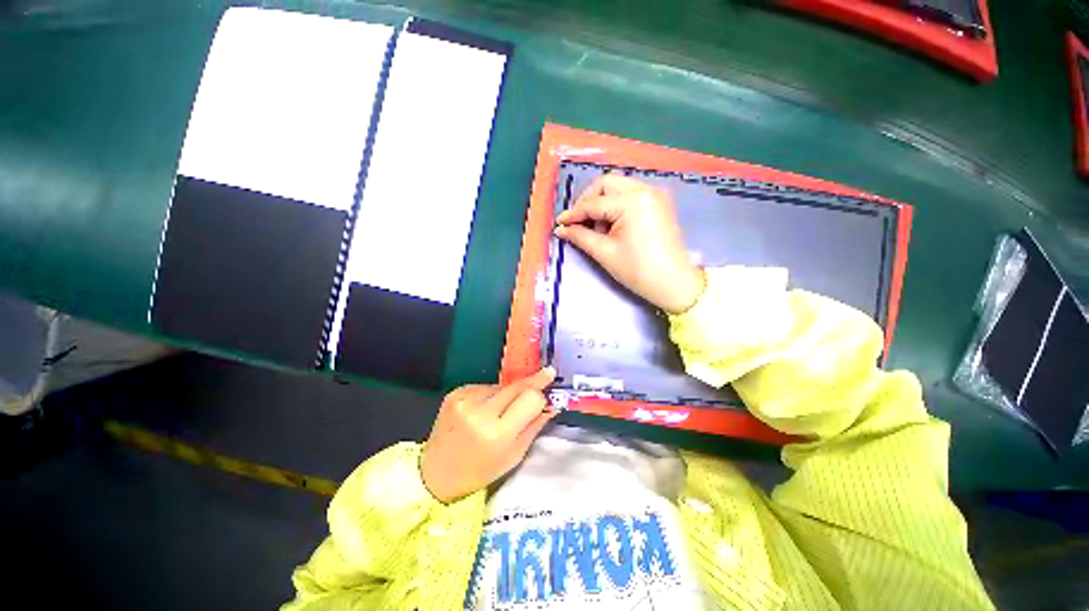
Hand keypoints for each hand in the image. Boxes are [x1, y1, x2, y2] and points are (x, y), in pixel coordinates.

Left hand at [420, 367, 556, 502]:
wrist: (435, 473)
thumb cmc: (480, 470)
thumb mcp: (514, 455)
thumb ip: (535, 425)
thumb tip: (552, 402)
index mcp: (497, 433)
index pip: (530, 398)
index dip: (541, 392)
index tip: (550, 380)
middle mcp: (480, 411)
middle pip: (517, 385)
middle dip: (533, 382)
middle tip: (547, 374)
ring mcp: (465, 399)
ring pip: (502, 385)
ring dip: (509, 393)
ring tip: (502, 410)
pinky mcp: (456, 392)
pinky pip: (486, 386)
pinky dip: (492, 395)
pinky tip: (485, 409)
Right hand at [554, 173, 704, 314]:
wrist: (673, 283)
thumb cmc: (638, 270)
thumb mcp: (604, 252)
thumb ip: (580, 236)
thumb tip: (561, 229)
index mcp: (632, 201)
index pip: (594, 203)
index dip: (574, 213)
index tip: (560, 223)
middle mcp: (645, 189)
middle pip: (606, 184)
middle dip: (588, 202)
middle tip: (578, 223)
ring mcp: (654, 195)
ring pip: (618, 188)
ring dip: (602, 204)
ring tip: (597, 229)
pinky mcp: (658, 203)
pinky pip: (630, 196)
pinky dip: (616, 206)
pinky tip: (611, 226)